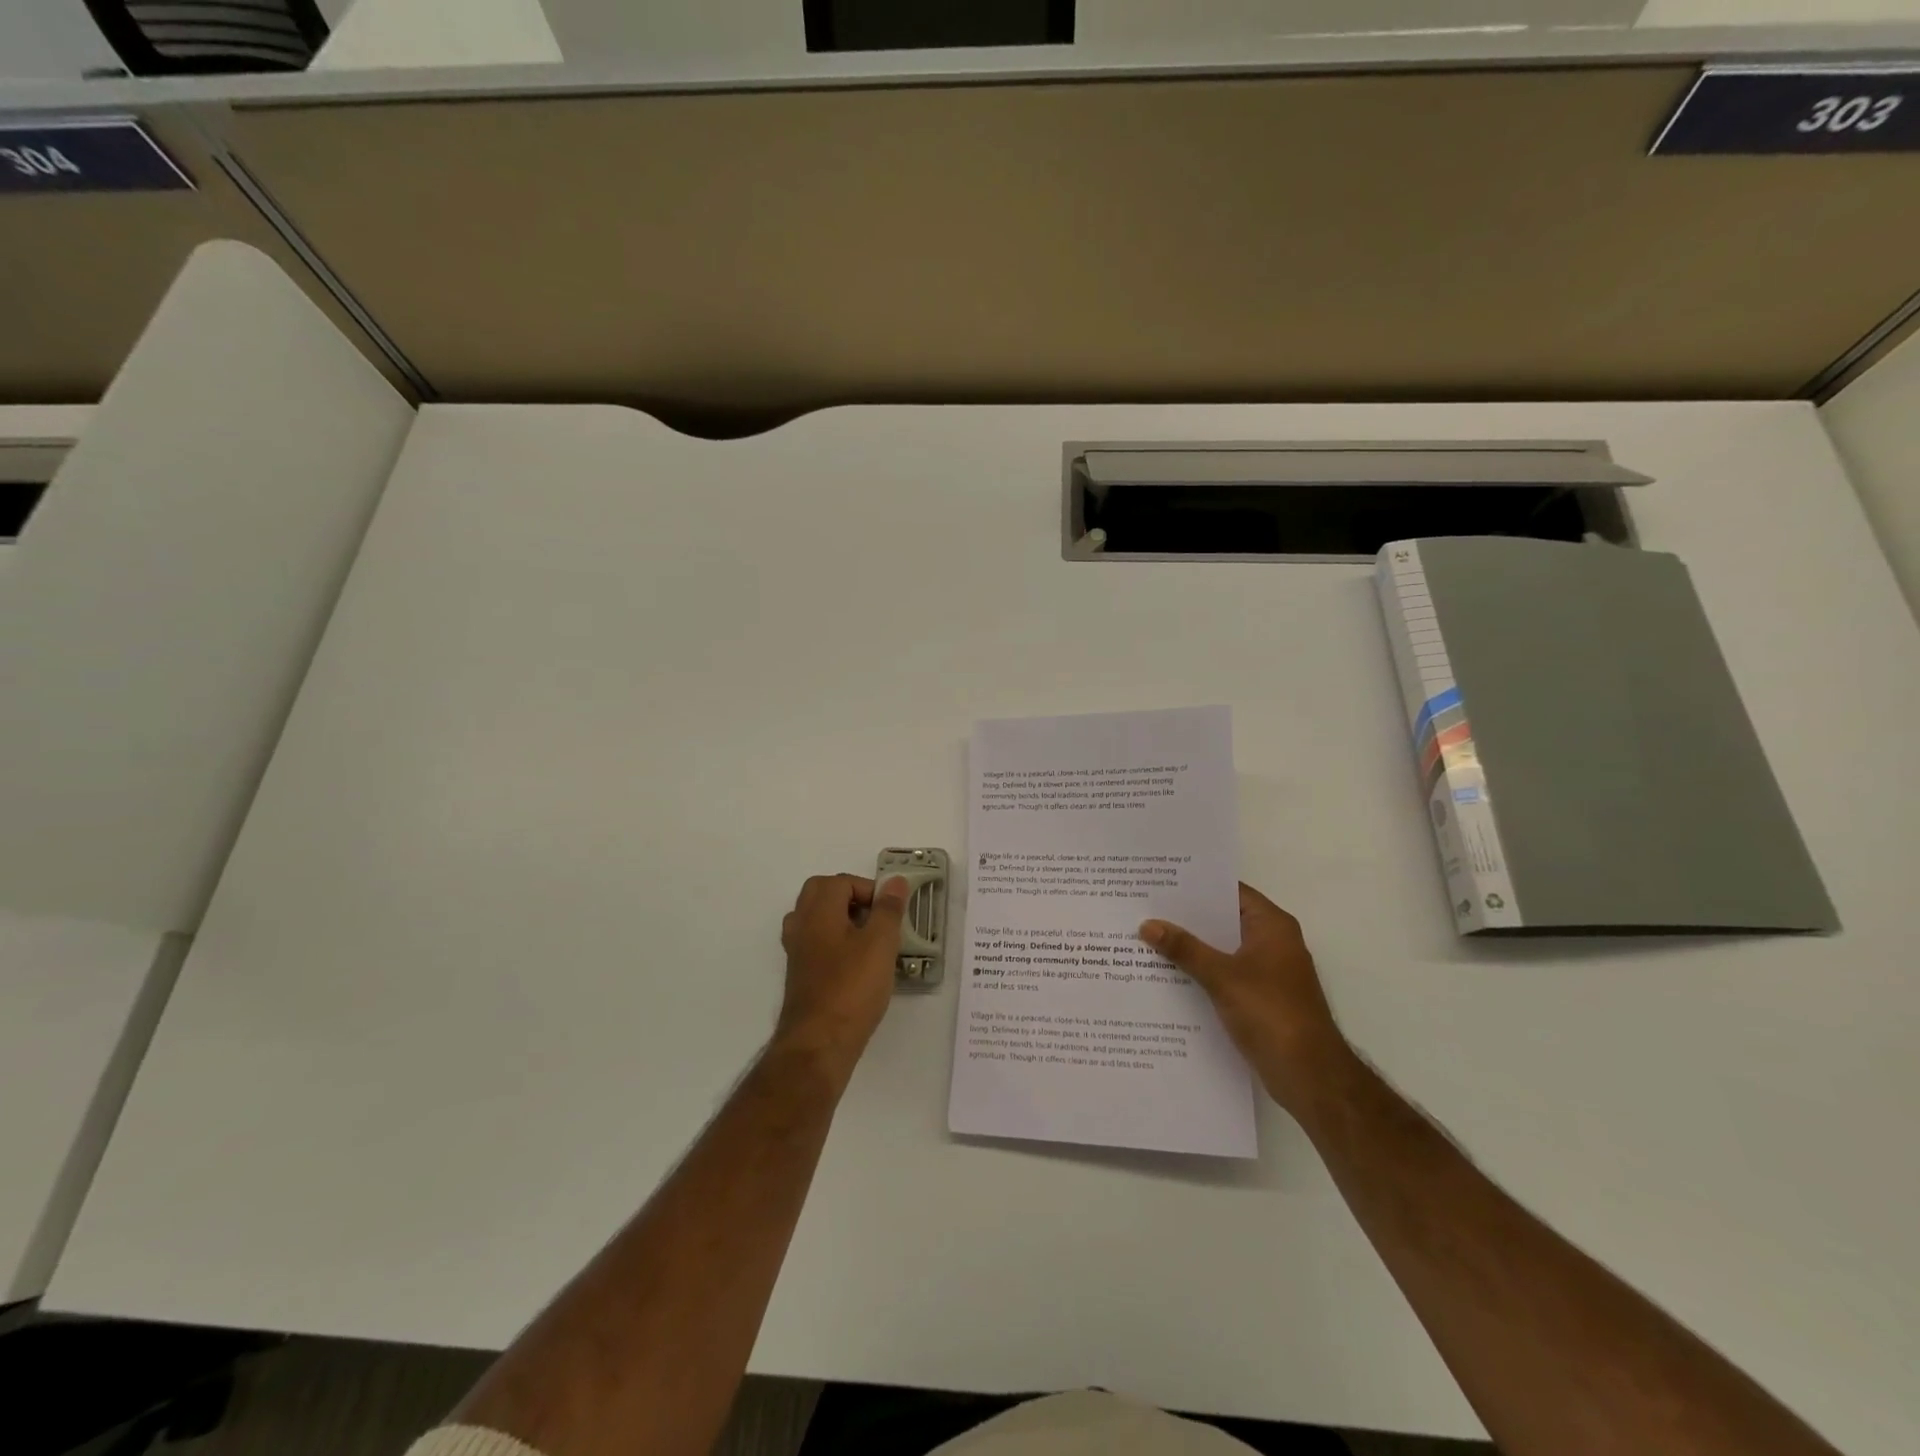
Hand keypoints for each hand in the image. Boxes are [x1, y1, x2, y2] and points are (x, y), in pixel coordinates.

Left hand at [776, 873, 909, 1070]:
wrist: (819, 1044)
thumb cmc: (852, 988)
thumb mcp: (880, 943)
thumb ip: (888, 909)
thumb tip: (895, 881)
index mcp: (818, 911)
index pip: (841, 882)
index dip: (869, 889)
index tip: (890, 911)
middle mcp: (801, 926)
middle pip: (821, 894)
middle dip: (850, 898)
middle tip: (876, 917)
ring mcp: (797, 952)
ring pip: (815, 919)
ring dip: (840, 919)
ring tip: (867, 938)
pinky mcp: (800, 975)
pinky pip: (815, 943)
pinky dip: (834, 942)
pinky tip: (856, 964)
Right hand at [1141, 883, 1352, 1113]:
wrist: (1309, 1075)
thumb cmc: (1271, 1013)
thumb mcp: (1222, 976)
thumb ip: (1184, 949)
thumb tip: (1147, 924)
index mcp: (1272, 926)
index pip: (1231, 892)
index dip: (1197, 885)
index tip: (1162, 880)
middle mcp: (1273, 942)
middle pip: (1224, 920)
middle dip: (1188, 917)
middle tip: (1146, 907)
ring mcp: (1268, 972)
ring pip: (1223, 949)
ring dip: (1192, 947)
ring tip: (1148, 937)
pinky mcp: (1261, 998)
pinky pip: (1225, 974)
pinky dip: (1201, 972)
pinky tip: (1168, 974)